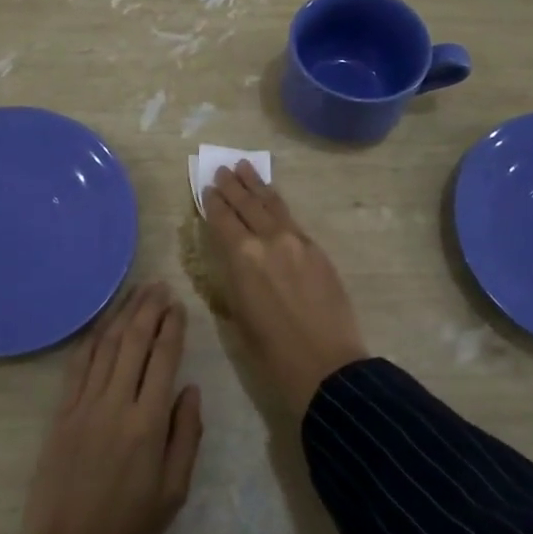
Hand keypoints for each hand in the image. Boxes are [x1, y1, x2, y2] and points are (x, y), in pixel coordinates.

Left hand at [15, 282, 203, 533]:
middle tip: (158, 285)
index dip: (172, 328)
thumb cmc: (130, 530)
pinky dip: (91, 341)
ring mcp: (83, 407)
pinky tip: (101, 325)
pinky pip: (77, 367)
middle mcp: (114, 405)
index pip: (162, 359)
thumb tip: (189, 388)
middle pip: (133, 343)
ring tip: (135, 293)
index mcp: (148, 424)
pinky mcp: (60, 415)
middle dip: (147, 310)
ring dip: (120, 316)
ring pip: (104, 348)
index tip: (178, 305)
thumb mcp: (175, 490)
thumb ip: (186, 435)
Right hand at [204, 162, 368, 414]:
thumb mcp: (238, 316)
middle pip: (247, 204)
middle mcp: (269, 240)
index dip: (212, 203)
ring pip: (272, 205)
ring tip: (246, 168)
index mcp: (243, 258)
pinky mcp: (318, 251)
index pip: (223, 219)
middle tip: (222, 169)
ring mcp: (297, 242)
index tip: (206, 188)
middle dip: (233, 186)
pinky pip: (292, 219)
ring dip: (257, 186)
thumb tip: (231, 260)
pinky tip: (273, 201)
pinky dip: (278, 205)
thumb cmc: (272, 352)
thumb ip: (233, 279)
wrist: (327, 365)